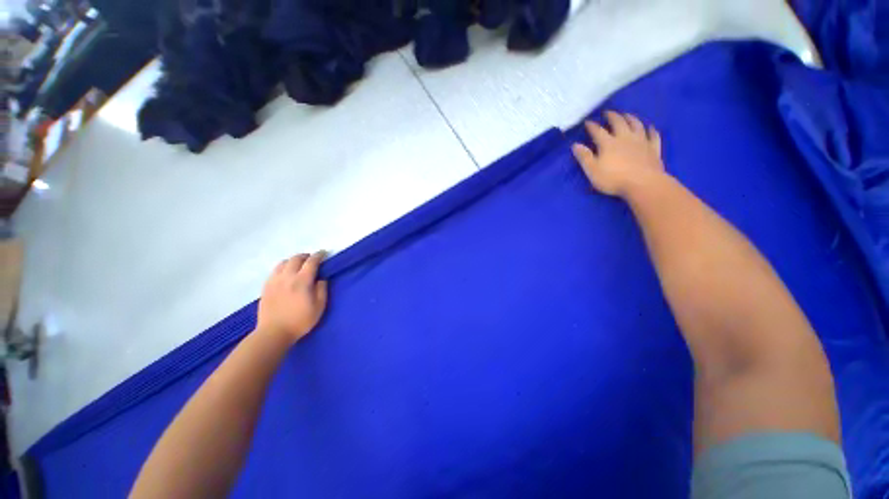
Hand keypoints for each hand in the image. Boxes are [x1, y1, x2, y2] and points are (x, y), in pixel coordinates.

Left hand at [256, 252, 328, 343]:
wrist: (274, 333)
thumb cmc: (300, 320)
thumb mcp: (319, 306)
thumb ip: (322, 290)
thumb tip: (321, 279)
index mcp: (302, 281)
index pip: (312, 262)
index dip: (319, 256)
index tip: (324, 253)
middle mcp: (287, 277)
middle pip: (296, 259)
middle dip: (306, 256)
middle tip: (312, 259)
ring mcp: (274, 281)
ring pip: (283, 263)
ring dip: (293, 261)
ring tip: (299, 266)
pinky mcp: (266, 287)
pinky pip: (275, 271)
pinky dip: (283, 268)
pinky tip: (286, 274)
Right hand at [572, 111, 664, 197]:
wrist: (643, 183)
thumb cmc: (613, 179)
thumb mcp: (592, 170)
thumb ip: (584, 157)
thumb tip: (575, 144)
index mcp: (608, 143)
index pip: (598, 131)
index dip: (592, 126)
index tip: (587, 122)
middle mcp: (625, 138)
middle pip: (619, 123)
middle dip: (612, 117)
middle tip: (608, 112)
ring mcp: (641, 141)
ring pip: (636, 125)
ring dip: (631, 118)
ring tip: (626, 114)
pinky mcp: (653, 148)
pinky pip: (653, 135)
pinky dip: (651, 130)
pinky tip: (650, 127)